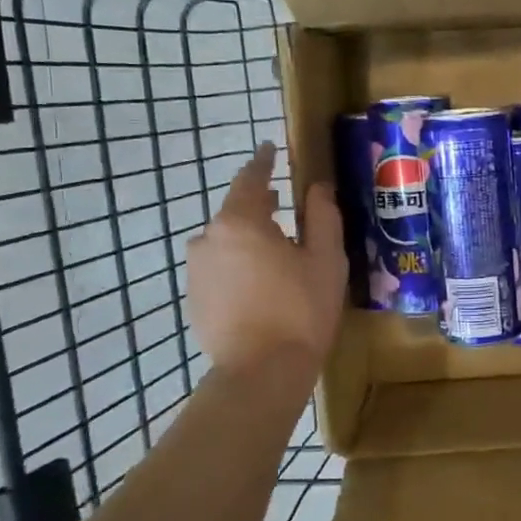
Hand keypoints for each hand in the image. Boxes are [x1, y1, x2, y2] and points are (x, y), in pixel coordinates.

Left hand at [186, 144, 345, 375]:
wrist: (262, 372)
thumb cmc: (301, 310)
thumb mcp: (325, 259)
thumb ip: (321, 216)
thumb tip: (317, 187)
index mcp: (241, 222)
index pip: (251, 179)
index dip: (263, 162)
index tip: (271, 149)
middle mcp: (209, 239)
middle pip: (236, 212)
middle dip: (261, 207)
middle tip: (287, 211)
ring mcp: (196, 270)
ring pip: (226, 242)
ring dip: (249, 240)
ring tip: (278, 256)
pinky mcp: (195, 298)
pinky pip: (219, 268)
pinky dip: (239, 267)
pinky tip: (262, 287)